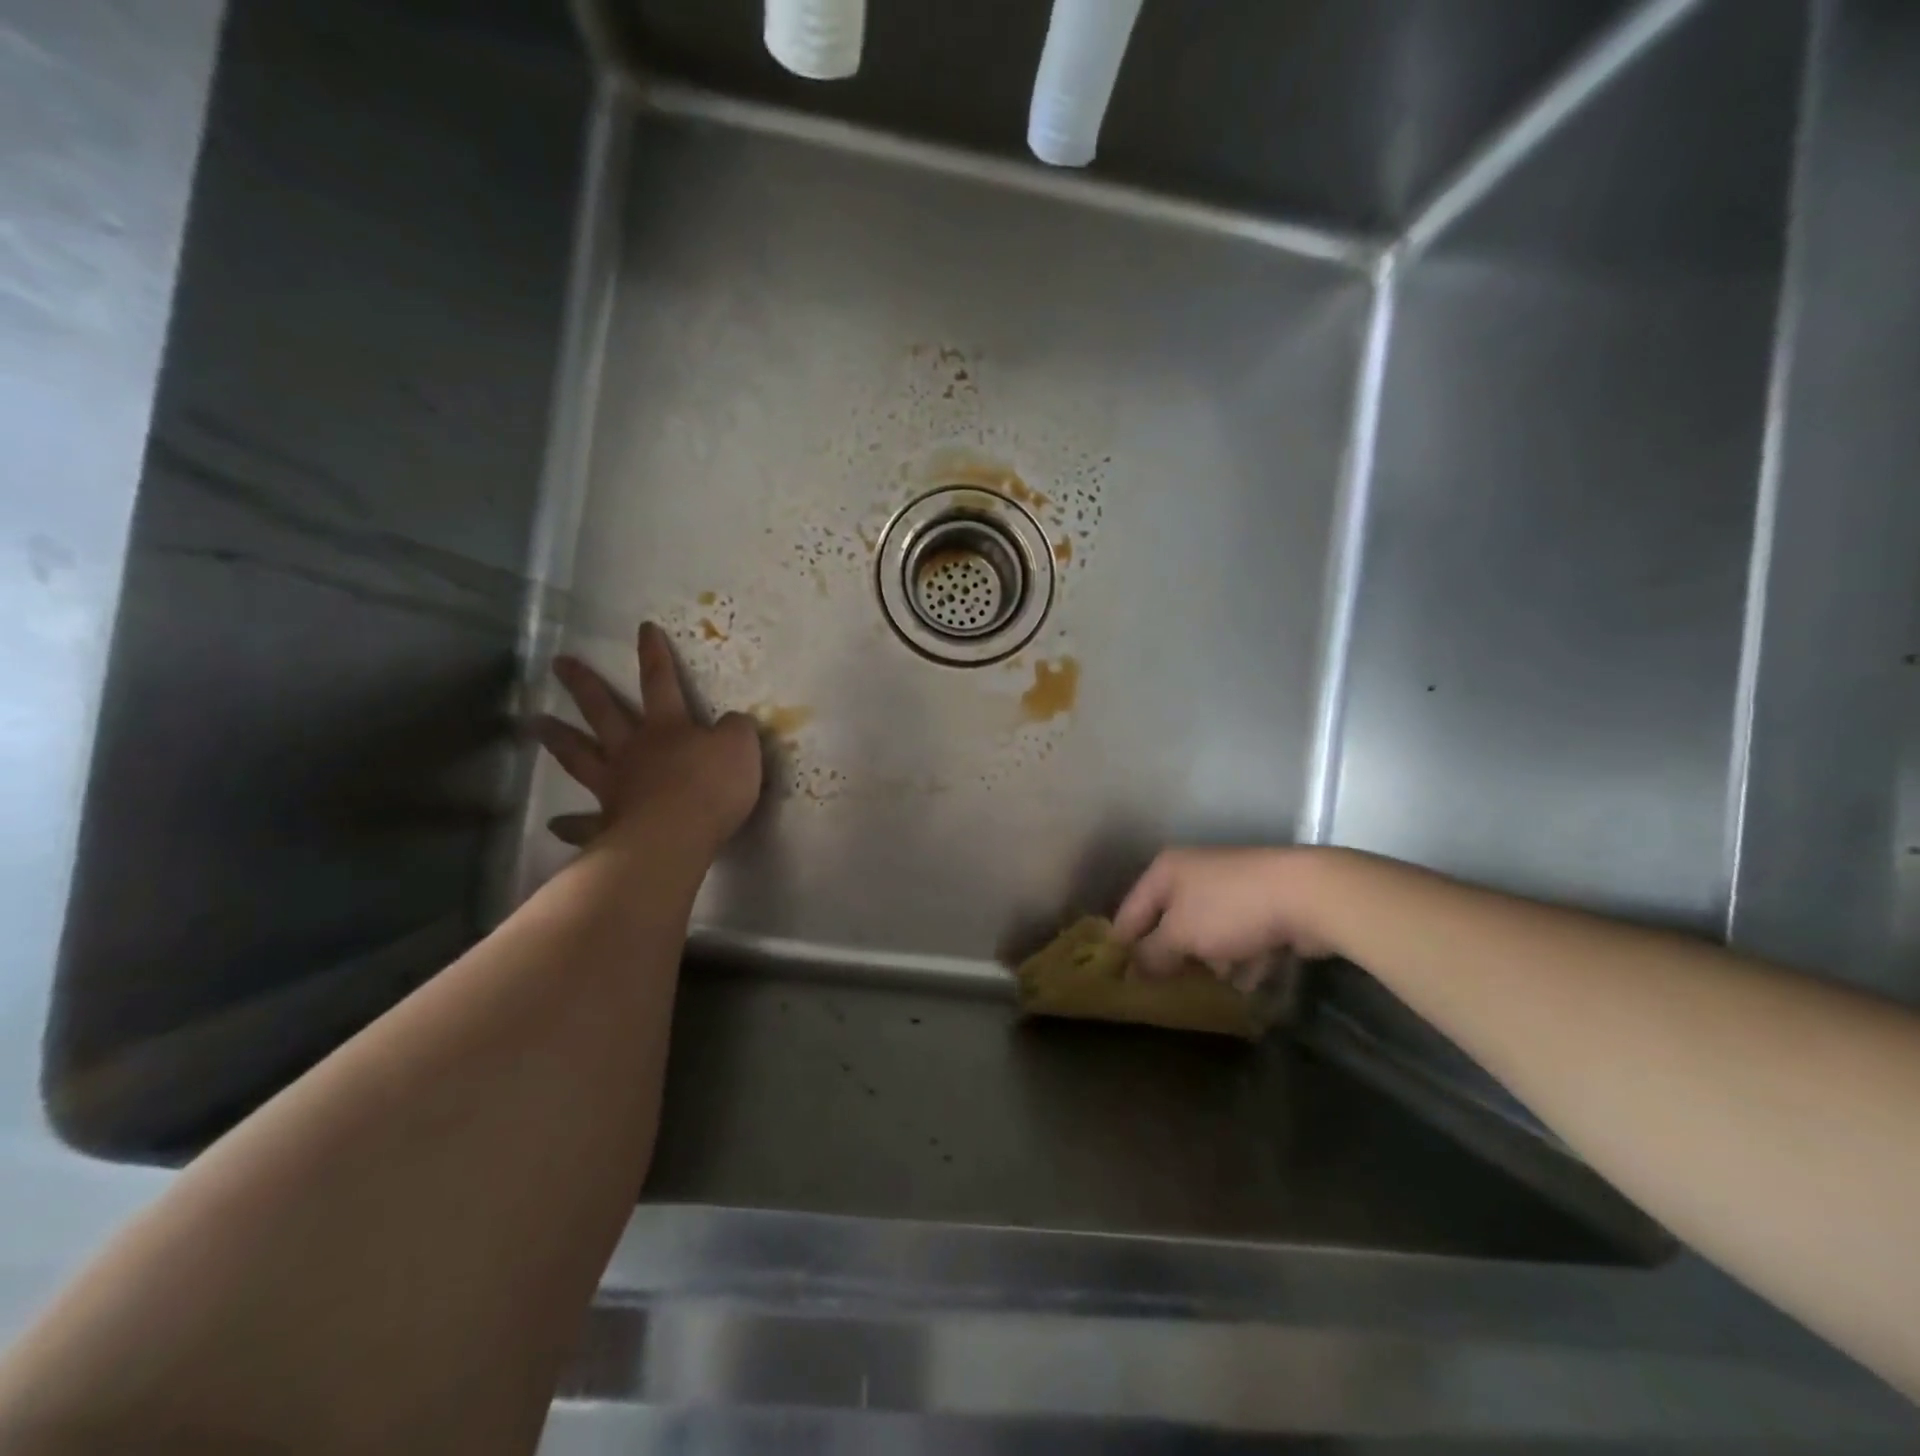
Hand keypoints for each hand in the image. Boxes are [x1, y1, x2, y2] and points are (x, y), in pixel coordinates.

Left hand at [535, 622, 762, 858]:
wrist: (678, 834)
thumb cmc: (712, 786)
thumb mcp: (741, 747)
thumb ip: (736, 730)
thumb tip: (732, 722)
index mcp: (668, 727)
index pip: (661, 681)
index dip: (654, 655)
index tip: (643, 628)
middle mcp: (634, 750)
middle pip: (604, 711)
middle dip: (584, 684)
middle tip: (559, 663)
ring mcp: (615, 786)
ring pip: (580, 756)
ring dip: (558, 738)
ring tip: (535, 723)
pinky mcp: (608, 824)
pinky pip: (585, 823)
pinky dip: (570, 823)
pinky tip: (554, 824)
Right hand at [1113, 847, 1339, 977]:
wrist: (1307, 894)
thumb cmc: (1230, 909)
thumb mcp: (1180, 934)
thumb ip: (1152, 954)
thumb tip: (1133, 970)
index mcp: (1165, 870)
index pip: (1130, 911)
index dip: (1122, 946)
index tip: (1119, 981)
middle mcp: (1193, 873)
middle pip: (1168, 922)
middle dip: (1169, 957)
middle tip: (1163, 991)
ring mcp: (1230, 887)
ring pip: (1205, 931)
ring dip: (1207, 961)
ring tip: (1209, 990)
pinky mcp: (1261, 904)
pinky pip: (1238, 937)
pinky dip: (1240, 958)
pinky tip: (1247, 980)